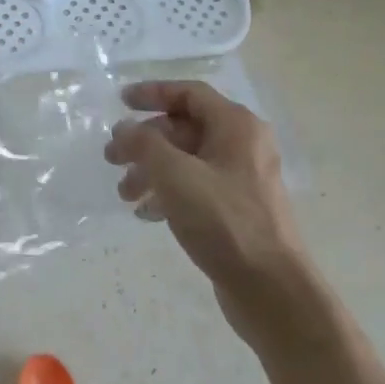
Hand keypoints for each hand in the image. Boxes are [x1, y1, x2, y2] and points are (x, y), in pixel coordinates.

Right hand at [104, 81, 308, 327]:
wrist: (271, 290)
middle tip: (112, 158)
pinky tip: (147, 214)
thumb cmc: (225, 221)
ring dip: (151, 170)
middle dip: (145, 141)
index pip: (190, 93)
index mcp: (236, 126)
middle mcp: (242, 145)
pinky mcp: (236, 209)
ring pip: (186, 160)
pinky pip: (195, 187)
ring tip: (125, 194)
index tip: (120, 102)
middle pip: (184, 128)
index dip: (153, 93)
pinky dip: (168, 192)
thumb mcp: (176, 176)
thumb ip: (145, 145)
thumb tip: (125, 128)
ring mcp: (241, 179)